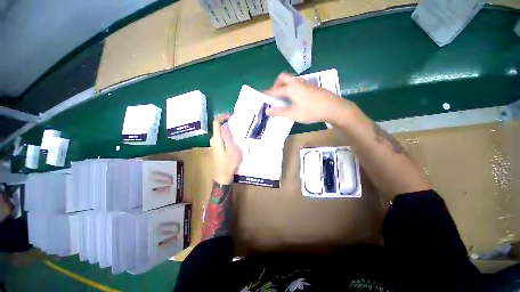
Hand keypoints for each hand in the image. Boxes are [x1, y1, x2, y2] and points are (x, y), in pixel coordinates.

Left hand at [210, 114, 241, 184]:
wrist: (223, 176)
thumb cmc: (229, 162)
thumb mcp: (232, 148)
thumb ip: (228, 136)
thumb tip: (225, 125)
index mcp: (216, 139)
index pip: (216, 123)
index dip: (222, 117)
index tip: (231, 116)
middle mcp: (213, 141)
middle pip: (218, 128)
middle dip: (227, 124)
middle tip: (237, 126)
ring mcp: (214, 146)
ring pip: (220, 134)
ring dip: (228, 131)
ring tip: (237, 133)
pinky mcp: (217, 150)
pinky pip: (221, 139)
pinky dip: (227, 137)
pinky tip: (234, 141)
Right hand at [264, 73, 354, 123]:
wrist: (333, 108)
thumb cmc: (311, 111)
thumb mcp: (293, 114)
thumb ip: (279, 112)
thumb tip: (267, 111)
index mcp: (291, 88)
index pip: (276, 90)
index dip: (269, 93)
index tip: (263, 95)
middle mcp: (298, 82)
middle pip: (283, 78)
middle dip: (277, 84)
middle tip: (275, 94)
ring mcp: (306, 83)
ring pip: (292, 79)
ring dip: (285, 85)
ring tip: (285, 96)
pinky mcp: (312, 85)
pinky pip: (298, 83)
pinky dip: (293, 87)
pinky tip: (296, 97)